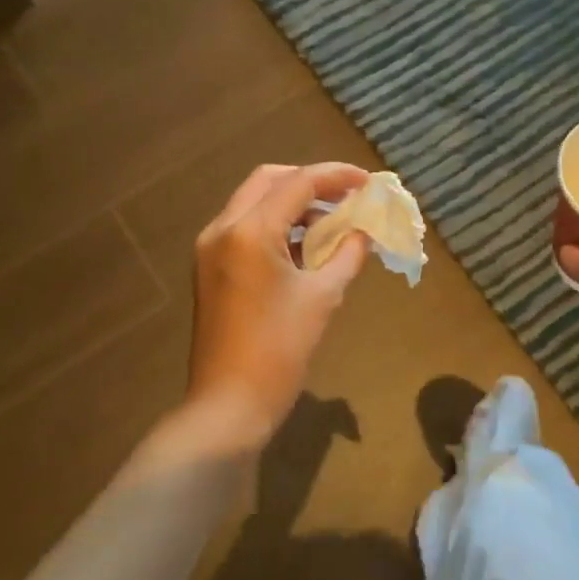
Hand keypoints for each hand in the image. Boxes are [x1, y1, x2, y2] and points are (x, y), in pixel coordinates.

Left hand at [186, 162, 370, 446]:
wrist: (229, 403)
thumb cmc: (280, 350)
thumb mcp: (323, 297)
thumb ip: (348, 254)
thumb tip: (364, 232)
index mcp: (250, 231)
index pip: (298, 183)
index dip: (336, 176)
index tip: (369, 182)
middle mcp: (222, 229)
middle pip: (269, 181)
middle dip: (311, 182)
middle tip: (347, 195)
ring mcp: (210, 248)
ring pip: (254, 202)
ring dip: (293, 203)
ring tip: (333, 221)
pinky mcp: (209, 268)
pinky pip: (245, 228)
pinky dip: (276, 225)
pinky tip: (306, 245)